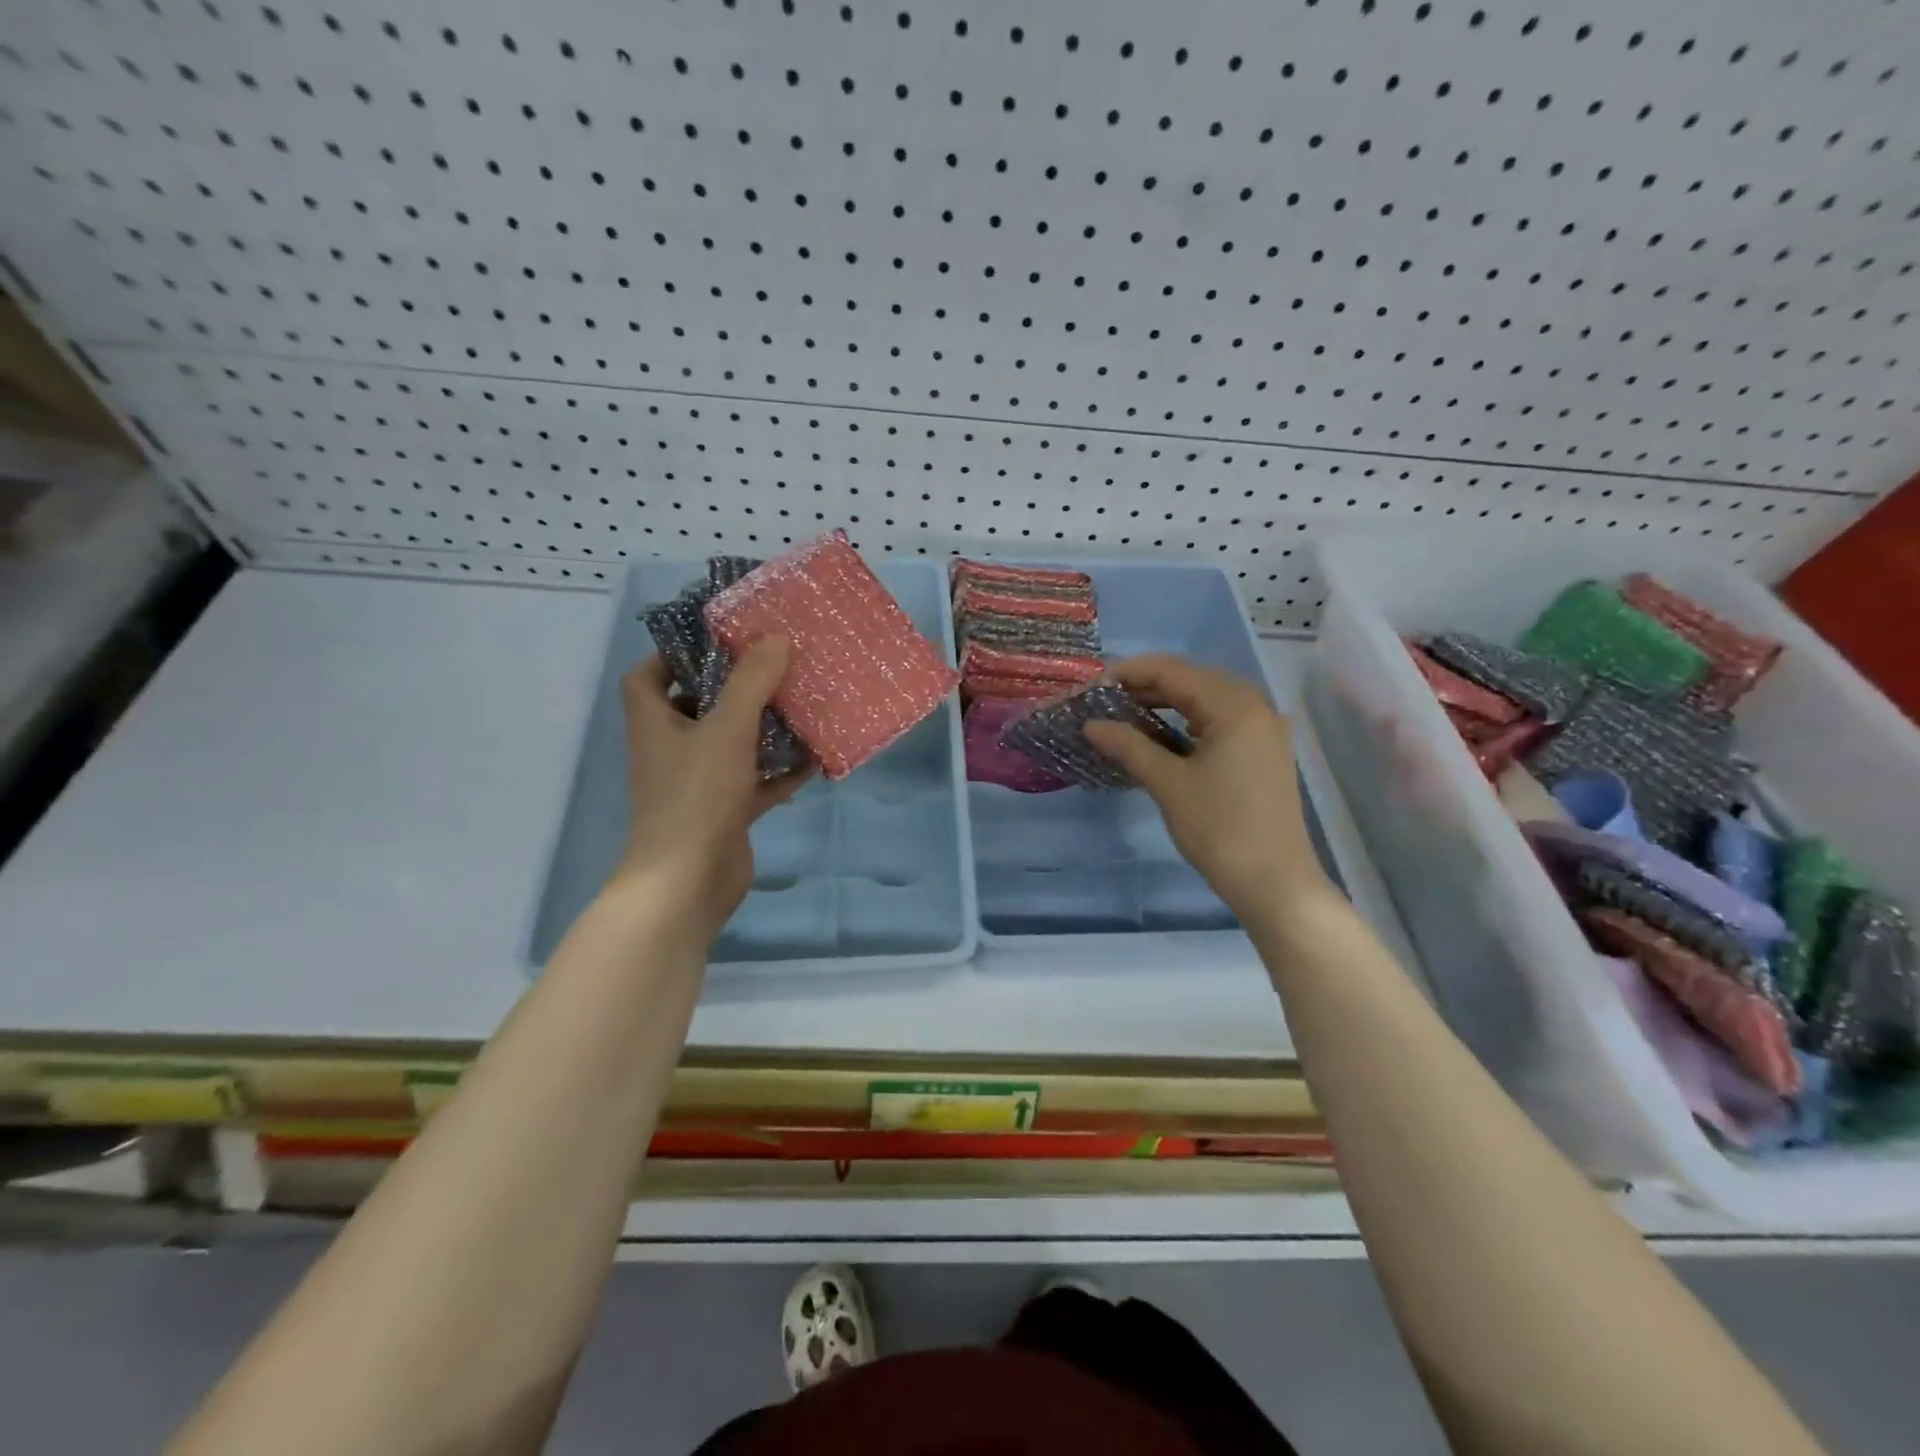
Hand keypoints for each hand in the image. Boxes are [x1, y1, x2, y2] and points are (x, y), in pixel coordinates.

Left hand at [612, 638, 812, 940]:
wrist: (688, 882)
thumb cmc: (696, 796)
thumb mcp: (727, 729)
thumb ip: (751, 682)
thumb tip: (775, 637)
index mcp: (656, 723)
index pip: (647, 676)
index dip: (672, 654)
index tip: (715, 641)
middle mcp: (672, 750)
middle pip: (697, 707)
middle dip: (733, 688)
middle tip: (774, 666)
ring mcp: (699, 784)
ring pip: (731, 745)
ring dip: (762, 728)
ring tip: (800, 704)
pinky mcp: (725, 812)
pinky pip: (755, 782)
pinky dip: (779, 772)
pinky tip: (814, 760)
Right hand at [1084, 655, 1331, 917]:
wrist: (1274, 882)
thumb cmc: (1220, 829)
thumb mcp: (1169, 784)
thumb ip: (1129, 746)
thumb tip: (1091, 725)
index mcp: (1235, 706)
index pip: (1173, 671)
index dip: (1129, 673)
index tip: (1092, 687)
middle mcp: (1254, 706)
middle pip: (1191, 679)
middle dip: (1145, 685)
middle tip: (1104, 701)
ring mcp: (1263, 728)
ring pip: (1205, 699)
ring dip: (1165, 702)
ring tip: (1123, 715)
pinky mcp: (1262, 750)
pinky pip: (1219, 720)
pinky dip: (1186, 721)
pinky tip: (1160, 734)